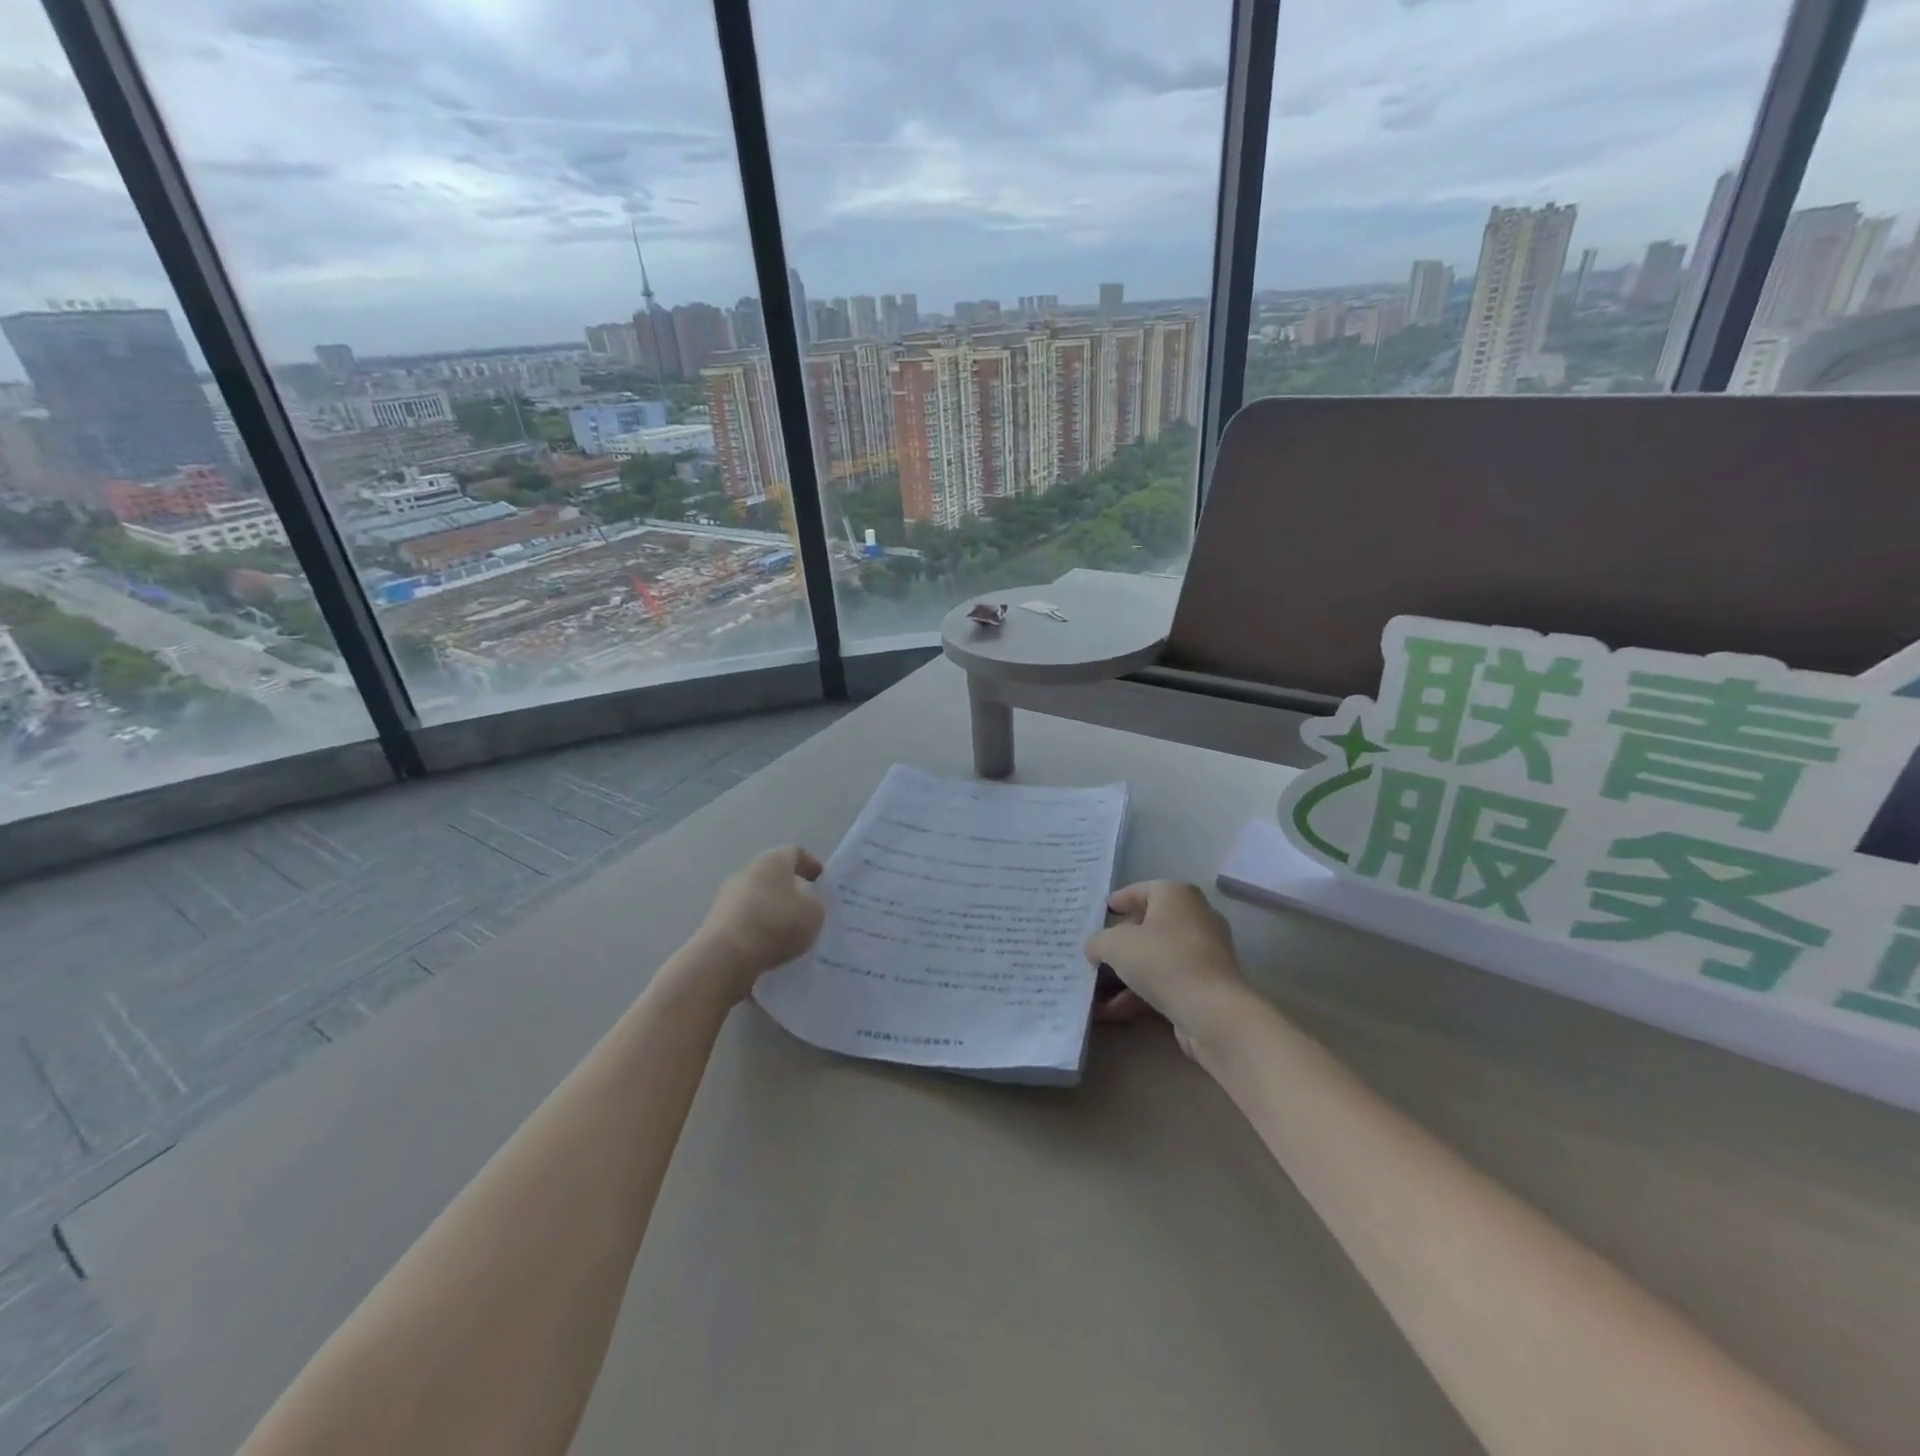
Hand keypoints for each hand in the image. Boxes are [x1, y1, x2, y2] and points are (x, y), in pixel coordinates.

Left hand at [695, 846, 825, 997]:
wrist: (726, 956)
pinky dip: (757, 928)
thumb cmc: (776, 924)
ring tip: (788, 932)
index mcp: (773, 860)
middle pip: (773, 874)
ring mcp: (727, 895)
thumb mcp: (814, 914)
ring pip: (757, 897)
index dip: (810, 865)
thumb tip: (806, 906)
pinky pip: (744, 919)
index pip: (795, 853)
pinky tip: (768, 946)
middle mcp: (747, 870)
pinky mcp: (715, 920)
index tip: (820, 881)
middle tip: (806, 908)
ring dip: (771, 910)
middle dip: (790, 889)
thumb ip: (815, 905)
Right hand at [1086, 881, 1251, 1057]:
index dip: (1120, 900)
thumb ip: (1098, 941)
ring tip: (1098, 989)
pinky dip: (1143, 992)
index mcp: (1177, 895)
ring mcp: (1205, 952)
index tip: (1103, 911)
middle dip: (1122, 941)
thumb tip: (1094, 948)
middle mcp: (1196, 917)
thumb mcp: (1114, 945)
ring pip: (1158, 957)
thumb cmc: (1162, 960)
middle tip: (1099, 950)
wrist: (1213, 1011)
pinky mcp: (1208, 984)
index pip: (1142, 890)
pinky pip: (1168, 981)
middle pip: (1151, 924)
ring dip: (1128, 973)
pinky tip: (1116, 1011)